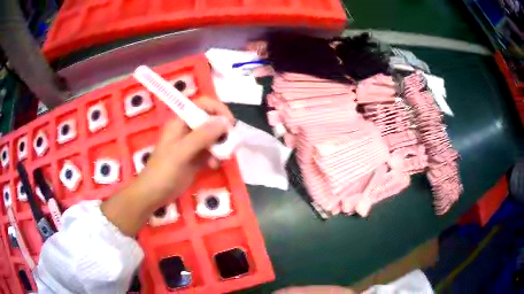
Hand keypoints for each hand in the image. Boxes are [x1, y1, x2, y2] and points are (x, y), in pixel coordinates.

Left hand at [137, 97, 234, 201]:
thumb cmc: (163, 171)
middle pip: (210, 121)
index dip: (217, 109)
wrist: (154, 194)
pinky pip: (210, 152)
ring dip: (220, 145)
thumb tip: (224, 121)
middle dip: (222, 130)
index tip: (230, 123)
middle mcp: (187, 130)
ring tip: (222, 157)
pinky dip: (215, 157)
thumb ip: (201, 136)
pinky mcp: (195, 158)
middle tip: (230, 143)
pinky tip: (214, 166)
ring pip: (212, 137)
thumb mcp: (181, 152)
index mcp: (180, 123)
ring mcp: (191, 145)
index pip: (202, 105)